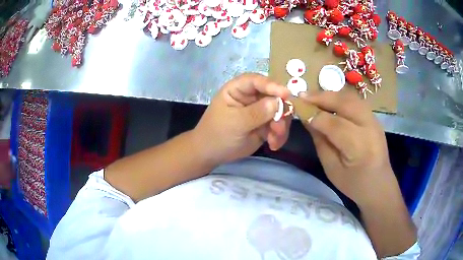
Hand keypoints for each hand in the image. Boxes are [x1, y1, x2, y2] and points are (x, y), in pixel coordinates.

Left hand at [193, 73, 290, 165]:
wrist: (211, 154)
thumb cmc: (217, 134)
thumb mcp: (235, 123)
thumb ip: (256, 113)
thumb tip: (278, 102)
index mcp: (237, 89)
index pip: (255, 81)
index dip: (271, 85)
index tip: (286, 94)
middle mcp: (251, 97)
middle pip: (273, 96)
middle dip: (280, 111)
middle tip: (279, 128)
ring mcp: (260, 111)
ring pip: (280, 112)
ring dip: (281, 126)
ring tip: (274, 140)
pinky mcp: (265, 125)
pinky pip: (279, 126)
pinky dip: (279, 135)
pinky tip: (273, 145)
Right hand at [299, 91, 397, 206]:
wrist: (379, 185)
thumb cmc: (354, 184)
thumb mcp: (332, 168)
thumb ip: (320, 141)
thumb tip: (307, 119)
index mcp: (359, 147)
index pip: (334, 124)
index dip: (314, 114)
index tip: (297, 108)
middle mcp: (370, 128)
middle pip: (344, 103)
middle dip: (321, 97)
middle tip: (302, 96)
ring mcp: (374, 120)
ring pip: (350, 98)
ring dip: (330, 95)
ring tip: (313, 97)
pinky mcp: (374, 118)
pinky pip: (355, 101)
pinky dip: (339, 98)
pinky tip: (329, 101)